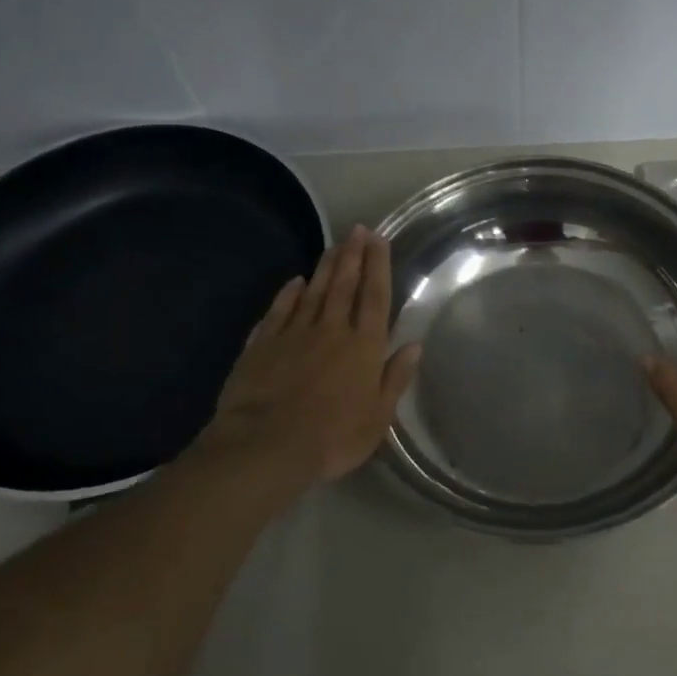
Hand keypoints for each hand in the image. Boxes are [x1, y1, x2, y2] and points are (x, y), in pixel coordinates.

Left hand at [184, 227, 420, 487]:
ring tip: (335, 245)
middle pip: (345, 285)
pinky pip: (279, 310)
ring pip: (314, 291)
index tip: (379, 239)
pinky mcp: (263, 344)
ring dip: (326, 267)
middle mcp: (332, 330)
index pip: (375, 296)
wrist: (266, 445)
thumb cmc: (333, 436)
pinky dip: (289, 293)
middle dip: (353, 255)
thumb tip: (413, 345)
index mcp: (364, 346)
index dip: (378, 266)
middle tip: (357, 229)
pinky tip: (295, 281)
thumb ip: (395, 378)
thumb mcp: (378, 416)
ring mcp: (294, 334)